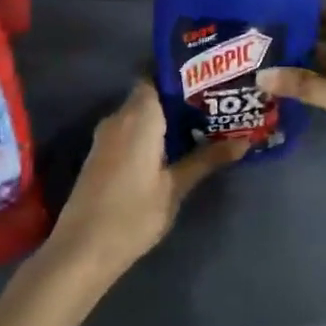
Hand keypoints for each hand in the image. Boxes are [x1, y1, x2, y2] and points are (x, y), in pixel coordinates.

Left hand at [47, 81, 245, 288]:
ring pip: (141, 114)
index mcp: (139, 116)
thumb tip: (244, 142)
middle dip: (182, 97)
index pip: (158, 75)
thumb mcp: (175, 187)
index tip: (212, 77)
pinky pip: (132, 131)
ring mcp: (107, 137)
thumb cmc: (132, 214)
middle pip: (152, 94)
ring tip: (206, 122)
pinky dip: (154, 132)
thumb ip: (206, 159)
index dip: (184, 73)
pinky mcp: (102, 156)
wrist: (81, 251)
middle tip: (219, 101)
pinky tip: (177, 146)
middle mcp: (119, 118)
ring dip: (168, 117)